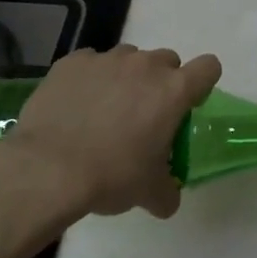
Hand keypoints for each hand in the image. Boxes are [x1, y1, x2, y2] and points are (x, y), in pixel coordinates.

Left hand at [0, 44, 221, 218]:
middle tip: (144, 116)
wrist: (47, 169)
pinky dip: (90, 79)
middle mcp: (145, 65)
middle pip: (167, 61)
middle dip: (161, 83)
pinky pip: (91, 63)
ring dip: (125, 78)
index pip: (208, 68)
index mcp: (173, 91)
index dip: (202, 85)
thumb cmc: (111, 175)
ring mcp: (107, 59)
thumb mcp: (148, 192)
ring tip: (105, 111)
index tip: (187, 106)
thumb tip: (168, 199)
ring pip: (128, 59)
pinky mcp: (72, 62)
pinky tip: (76, 105)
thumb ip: (167, 191)